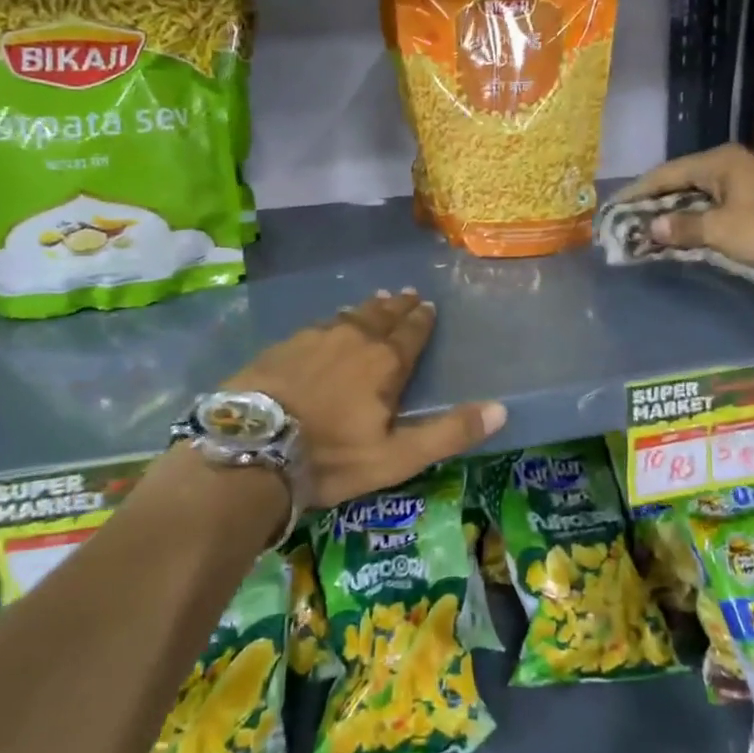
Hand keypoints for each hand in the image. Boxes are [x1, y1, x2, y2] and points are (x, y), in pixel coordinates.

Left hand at [223, 289, 505, 508]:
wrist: (252, 448)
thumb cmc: (331, 457)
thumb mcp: (396, 457)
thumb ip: (449, 432)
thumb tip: (501, 408)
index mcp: (385, 362)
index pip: (411, 332)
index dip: (422, 319)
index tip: (428, 306)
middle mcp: (354, 339)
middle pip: (382, 316)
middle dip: (398, 306)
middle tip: (407, 295)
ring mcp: (316, 337)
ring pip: (350, 315)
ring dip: (368, 308)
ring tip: (377, 301)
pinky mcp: (285, 344)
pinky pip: (320, 324)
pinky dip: (335, 320)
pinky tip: (331, 322)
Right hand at [618, 145, 753, 273]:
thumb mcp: (721, 230)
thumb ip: (682, 228)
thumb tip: (650, 227)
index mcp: (717, 162)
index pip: (665, 174)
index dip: (637, 192)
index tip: (615, 208)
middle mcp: (730, 164)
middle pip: (681, 182)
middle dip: (655, 203)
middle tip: (630, 220)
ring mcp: (747, 180)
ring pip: (700, 195)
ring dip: (676, 212)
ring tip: (652, 229)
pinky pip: (716, 205)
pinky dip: (698, 218)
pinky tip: (686, 232)